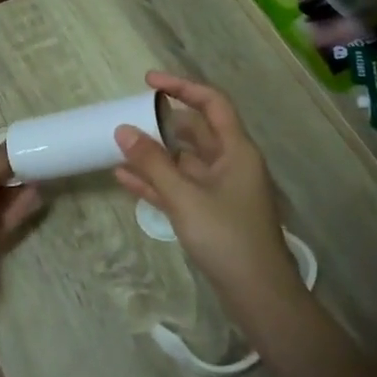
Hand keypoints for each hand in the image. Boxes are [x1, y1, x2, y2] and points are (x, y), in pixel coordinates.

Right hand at [113, 72, 304, 315]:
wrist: (258, 294)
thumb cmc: (227, 237)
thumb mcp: (185, 197)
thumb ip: (153, 163)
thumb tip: (123, 130)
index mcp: (236, 150)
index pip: (212, 104)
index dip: (182, 87)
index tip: (148, 82)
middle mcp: (231, 164)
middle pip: (195, 131)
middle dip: (162, 123)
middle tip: (128, 118)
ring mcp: (221, 190)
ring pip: (184, 161)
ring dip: (155, 154)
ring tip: (119, 147)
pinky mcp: (211, 213)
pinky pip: (179, 187)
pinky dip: (156, 182)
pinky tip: (124, 179)